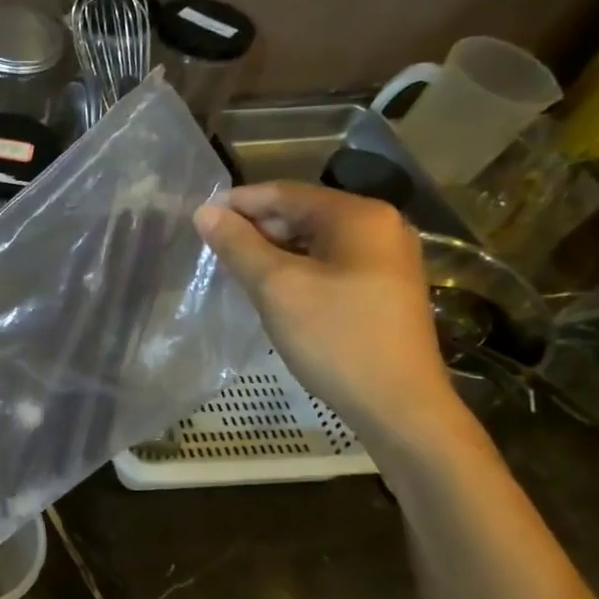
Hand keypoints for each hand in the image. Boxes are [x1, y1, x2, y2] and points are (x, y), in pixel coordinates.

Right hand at [194, 181, 457, 435]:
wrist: (398, 405)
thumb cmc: (335, 338)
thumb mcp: (276, 288)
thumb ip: (238, 245)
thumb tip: (204, 212)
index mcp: (358, 215)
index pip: (285, 193)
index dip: (239, 202)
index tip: (199, 219)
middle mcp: (380, 226)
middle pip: (303, 213)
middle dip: (256, 227)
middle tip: (214, 249)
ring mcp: (387, 259)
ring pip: (315, 241)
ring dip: (273, 250)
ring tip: (236, 269)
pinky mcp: (385, 288)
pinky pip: (330, 263)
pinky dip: (297, 269)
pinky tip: (272, 290)